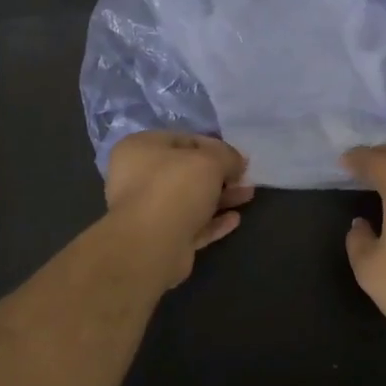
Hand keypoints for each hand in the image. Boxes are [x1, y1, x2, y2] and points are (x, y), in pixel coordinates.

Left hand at [104, 132, 254, 286]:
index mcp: (140, 149)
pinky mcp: (159, 239)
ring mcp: (147, 211)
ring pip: (190, 200)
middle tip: (245, 179)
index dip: (214, 147)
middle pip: (187, 171)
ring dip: (220, 197)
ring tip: (248, 196)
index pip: (183, 140)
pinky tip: (235, 220)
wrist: (151, 246)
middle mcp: (138, 177)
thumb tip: (238, 161)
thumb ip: (227, 156)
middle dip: (220, 175)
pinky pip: (190, 225)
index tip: (238, 158)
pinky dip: (212, 222)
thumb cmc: (175, 188)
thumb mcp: (210, 161)